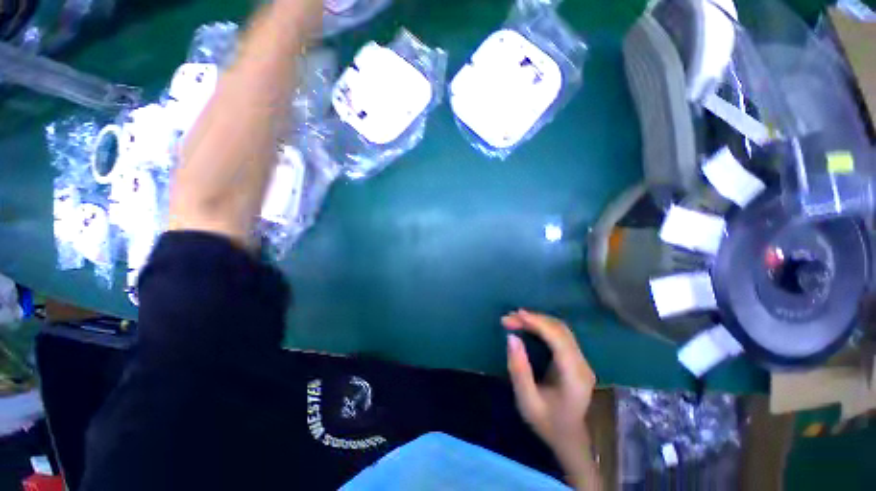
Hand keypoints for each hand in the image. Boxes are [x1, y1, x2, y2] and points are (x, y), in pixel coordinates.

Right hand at [503, 310, 599, 488]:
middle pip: (560, 330)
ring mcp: (582, 360)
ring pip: (561, 329)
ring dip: (537, 320)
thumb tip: (511, 337)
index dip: (536, 323)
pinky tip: (528, 325)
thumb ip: (519, 369)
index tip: (514, 315)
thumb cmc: (547, 423)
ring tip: (515, 319)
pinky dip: (542, 325)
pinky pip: (560, 334)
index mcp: (574, 376)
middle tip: (509, 318)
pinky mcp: (576, 359)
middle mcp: (582, 364)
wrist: (569, 439)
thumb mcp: (527, 401)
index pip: (558, 339)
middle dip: (533, 319)